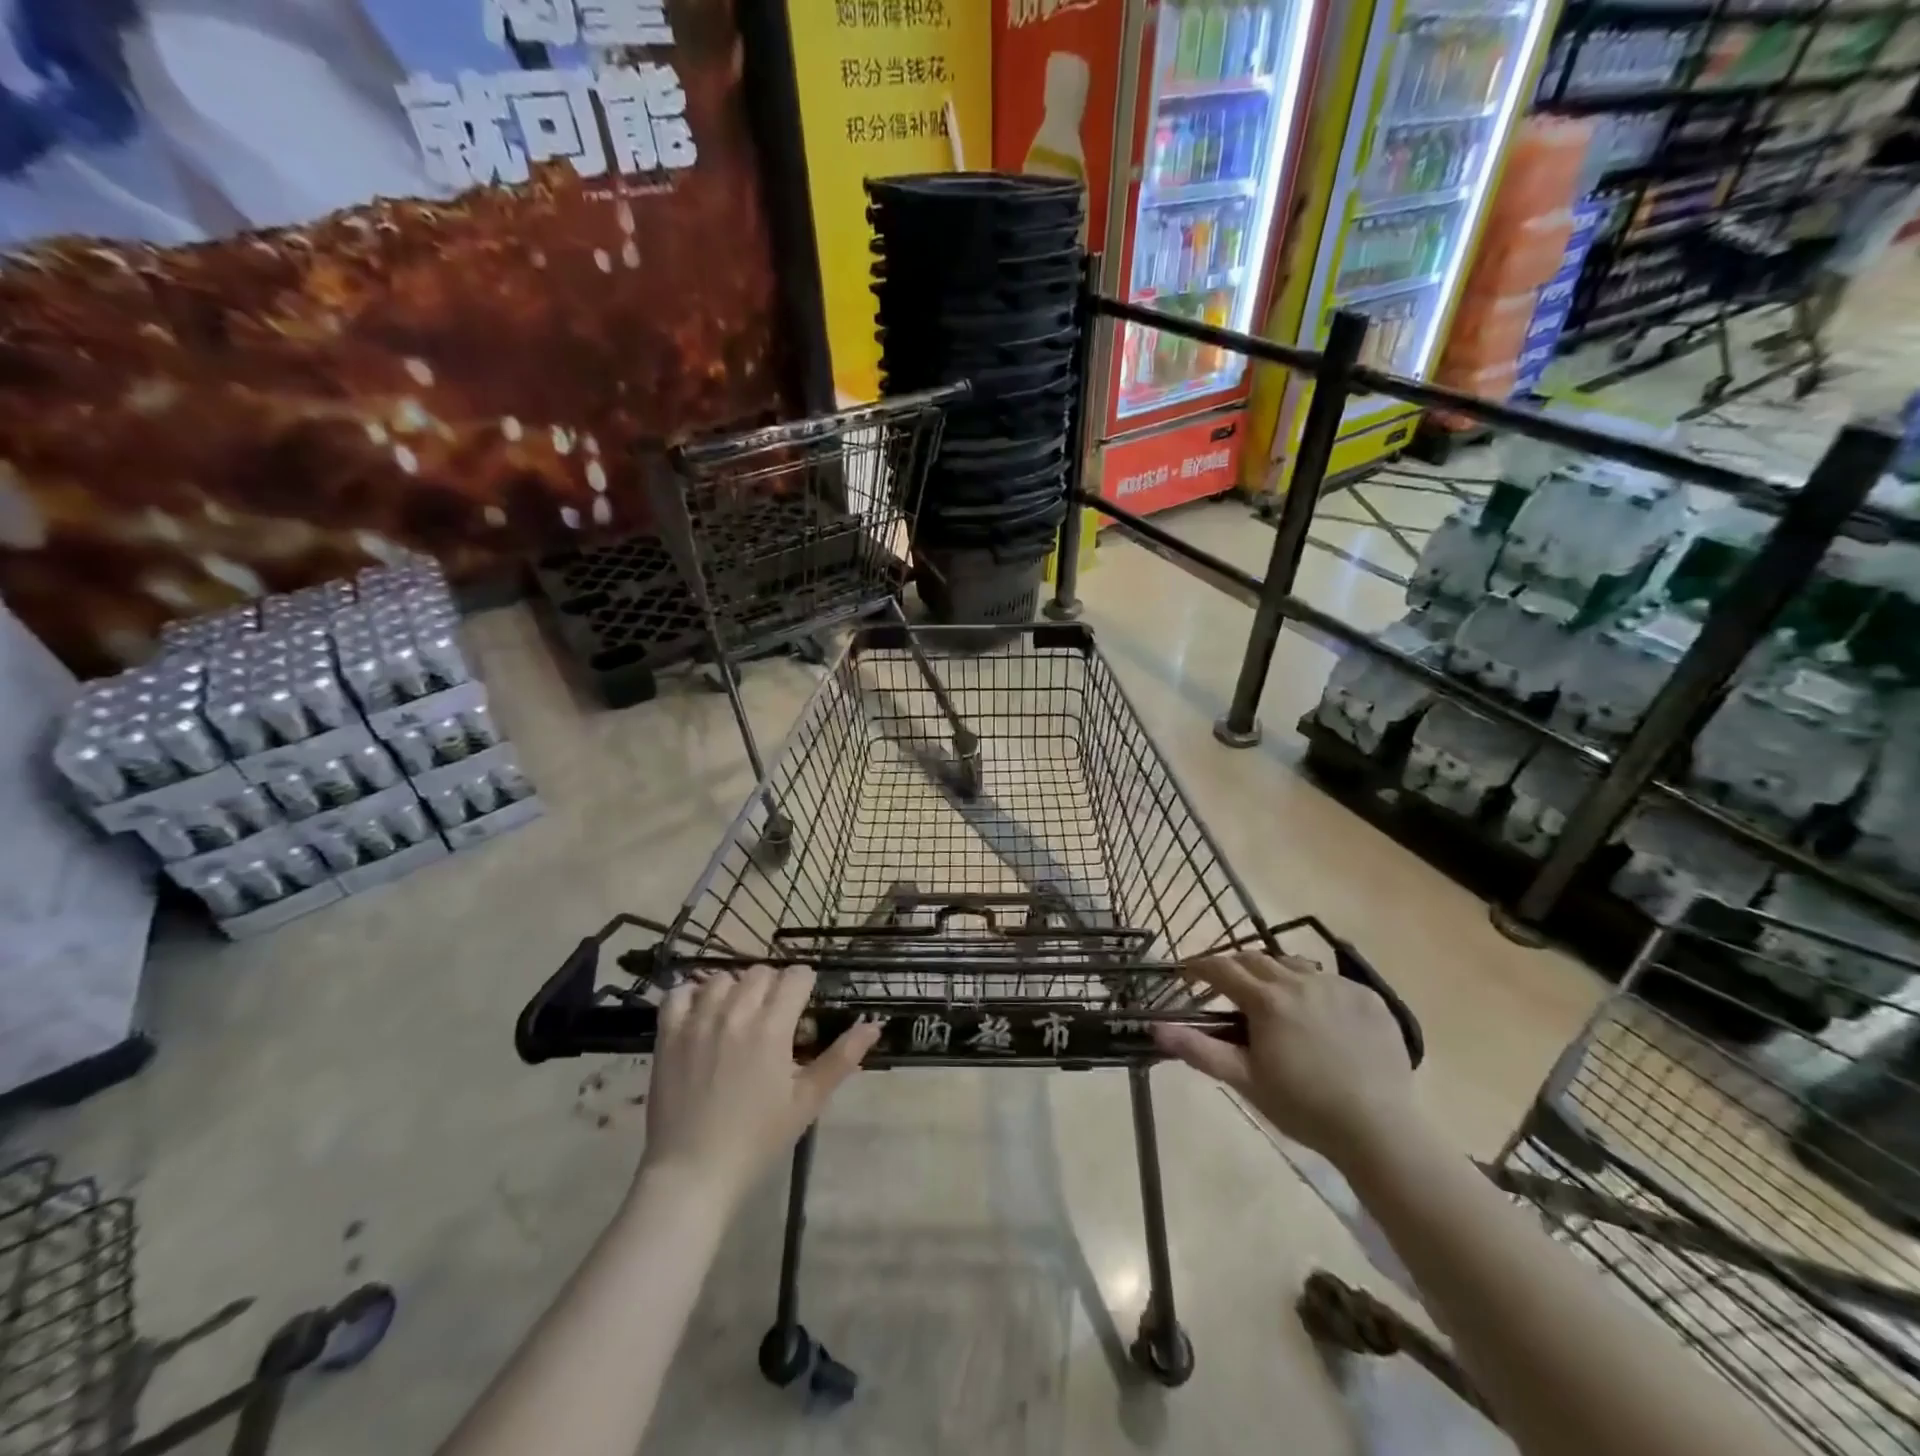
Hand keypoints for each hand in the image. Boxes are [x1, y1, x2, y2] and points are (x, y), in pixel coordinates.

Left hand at [639, 965, 880, 1206]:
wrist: (692, 1174)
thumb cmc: (757, 1140)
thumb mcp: (807, 1101)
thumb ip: (842, 1057)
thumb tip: (874, 1025)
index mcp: (772, 1026)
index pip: (796, 976)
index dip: (805, 986)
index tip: (804, 1006)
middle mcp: (735, 1012)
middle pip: (761, 972)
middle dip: (773, 986)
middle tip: (775, 1017)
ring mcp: (697, 1021)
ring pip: (722, 978)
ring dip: (736, 989)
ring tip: (739, 1017)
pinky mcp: (668, 1035)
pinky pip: (678, 993)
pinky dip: (691, 995)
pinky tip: (701, 1014)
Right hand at [1152, 951, 1416, 1166]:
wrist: (1378, 1129)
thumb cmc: (1302, 1107)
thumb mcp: (1244, 1080)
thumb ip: (1198, 1049)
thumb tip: (1155, 1028)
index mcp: (1266, 1000)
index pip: (1222, 968)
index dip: (1200, 967)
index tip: (1187, 973)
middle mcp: (1299, 981)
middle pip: (1256, 959)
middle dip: (1235, 967)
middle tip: (1226, 987)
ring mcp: (1337, 986)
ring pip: (1294, 964)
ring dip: (1274, 973)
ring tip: (1272, 997)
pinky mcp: (1368, 997)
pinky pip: (1331, 980)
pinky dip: (1314, 989)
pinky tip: (1318, 1016)